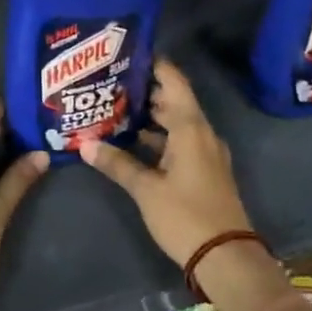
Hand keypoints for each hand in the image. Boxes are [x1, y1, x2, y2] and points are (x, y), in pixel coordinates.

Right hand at [82, 58, 251, 269]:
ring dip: (150, 115)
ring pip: (176, 122)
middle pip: (173, 100)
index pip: (173, 81)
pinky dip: (158, 136)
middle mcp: (201, 133)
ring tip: (114, 106)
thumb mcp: (146, 189)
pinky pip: (179, 140)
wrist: (226, 258)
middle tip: (110, 79)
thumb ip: (117, 164)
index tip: (127, 52)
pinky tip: (133, 141)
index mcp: (191, 127)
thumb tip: (84, 144)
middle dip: (144, 89)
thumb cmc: (186, 216)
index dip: (153, 64)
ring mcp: (205, 152)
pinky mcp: (203, 170)